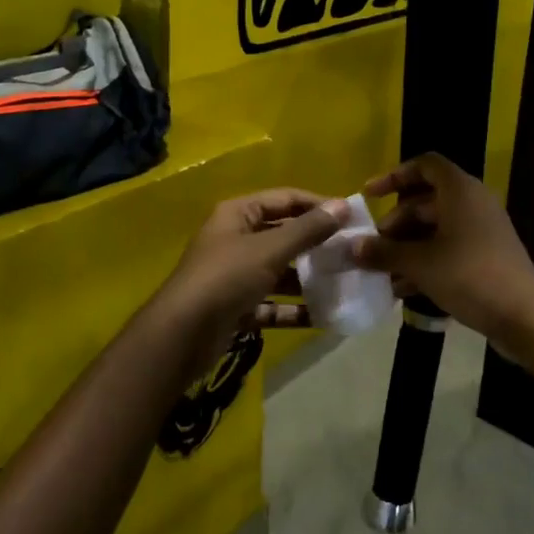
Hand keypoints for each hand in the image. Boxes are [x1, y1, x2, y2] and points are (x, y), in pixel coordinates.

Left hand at [149, 189, 348, 374]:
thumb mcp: (270, 249)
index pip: (285, 199)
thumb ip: (308, 229)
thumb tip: (343, 205)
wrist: (182, 335)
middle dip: (316, 244)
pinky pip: (271, 303)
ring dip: (307, 279)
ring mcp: (235, 275)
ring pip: (279, 271)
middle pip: (283, 235)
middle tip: (351, 253)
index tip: (352, 217)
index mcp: (238, 214)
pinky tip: (322, 317)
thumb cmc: (226, 278)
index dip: (318, 205)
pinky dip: (293, 309)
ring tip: (343, 285)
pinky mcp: (236, 307)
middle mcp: (235, 239)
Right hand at [351, 154, 533, 341]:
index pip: (424, 165)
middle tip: (373, 248)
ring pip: (435, 229)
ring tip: (382, 273)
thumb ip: (383, 252)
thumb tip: (351, 247)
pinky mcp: (487, 257)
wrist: (524, 315)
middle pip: (425, 201)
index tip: (369, 197)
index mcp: (459, 190)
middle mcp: (472, 203)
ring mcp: (482, 231)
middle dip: (396, 224)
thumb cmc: (468, 275)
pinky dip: (426, 262)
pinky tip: (404, 290)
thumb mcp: (419, 263)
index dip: (394, 176)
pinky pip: (449, 249)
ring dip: (407, 248)